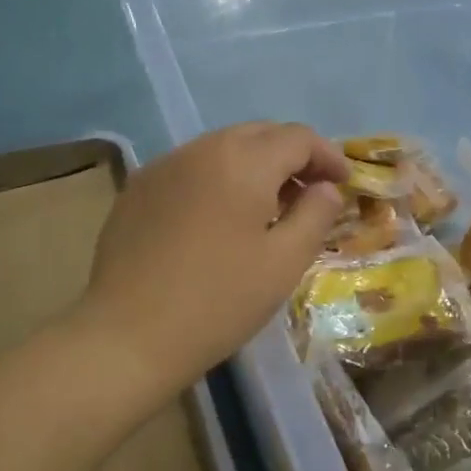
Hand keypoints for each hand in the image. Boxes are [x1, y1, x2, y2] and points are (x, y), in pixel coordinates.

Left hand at [81, 123, 347, 387]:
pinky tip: (218, 218)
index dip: (328, 155)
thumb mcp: (284, 262)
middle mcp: (202, 148)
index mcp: (243, 161)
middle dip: (292, 156)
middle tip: (309, 193)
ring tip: (266, 206)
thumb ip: (314, 215)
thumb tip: (325, 189)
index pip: (297, 137)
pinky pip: (191, 167)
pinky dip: (217, 178)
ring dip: (254, 165)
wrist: (128, 336)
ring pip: (223, 147)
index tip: (342, 184)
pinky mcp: (138, 188)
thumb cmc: (218, 301)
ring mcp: (164, 165)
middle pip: (260, 134)